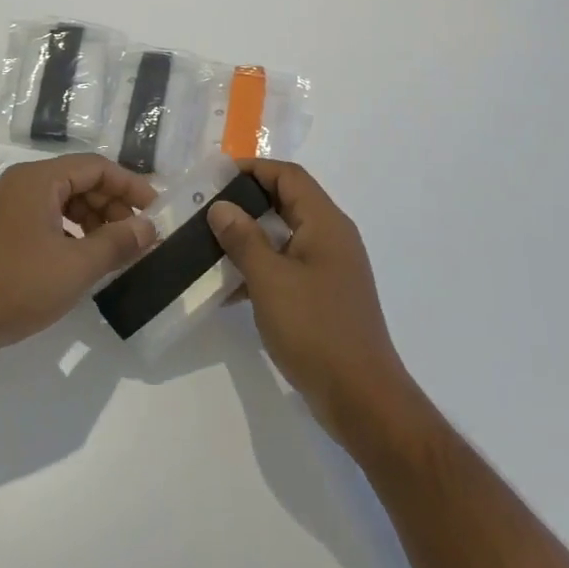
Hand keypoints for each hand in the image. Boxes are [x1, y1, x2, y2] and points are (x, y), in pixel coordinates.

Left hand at [0, 155, 158, 359]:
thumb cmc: (15, 286)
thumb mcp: (76, 267)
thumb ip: (117, 243)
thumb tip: (150, 227)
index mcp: (37, 180)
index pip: (95, 166)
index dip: (130, 185)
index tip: (156, 210)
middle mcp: (19, 184)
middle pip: (78, 180)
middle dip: (112, 205)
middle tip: (137, 237)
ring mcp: (4, 207)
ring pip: (61, 202)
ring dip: (92, 221)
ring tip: (113, 252)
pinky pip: (44, 219)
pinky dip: (69, 233)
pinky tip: (80, 261)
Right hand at [208, 161, 413, 447]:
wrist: (362, 399)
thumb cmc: (316, 330)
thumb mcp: (270, 280)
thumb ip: (244, 239)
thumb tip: (220, 206)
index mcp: (326, 224)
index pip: (289, 176)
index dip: (253, 168)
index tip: (215, 176)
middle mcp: (332, 238)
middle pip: (287, 202)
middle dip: (247, 200)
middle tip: (206, 207)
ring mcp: (330, 269)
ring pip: (284, 236)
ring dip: (250, 236)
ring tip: (209, 242)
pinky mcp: (323, 297)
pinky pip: (287, 266)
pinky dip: (260, 267)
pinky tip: (229, 285)